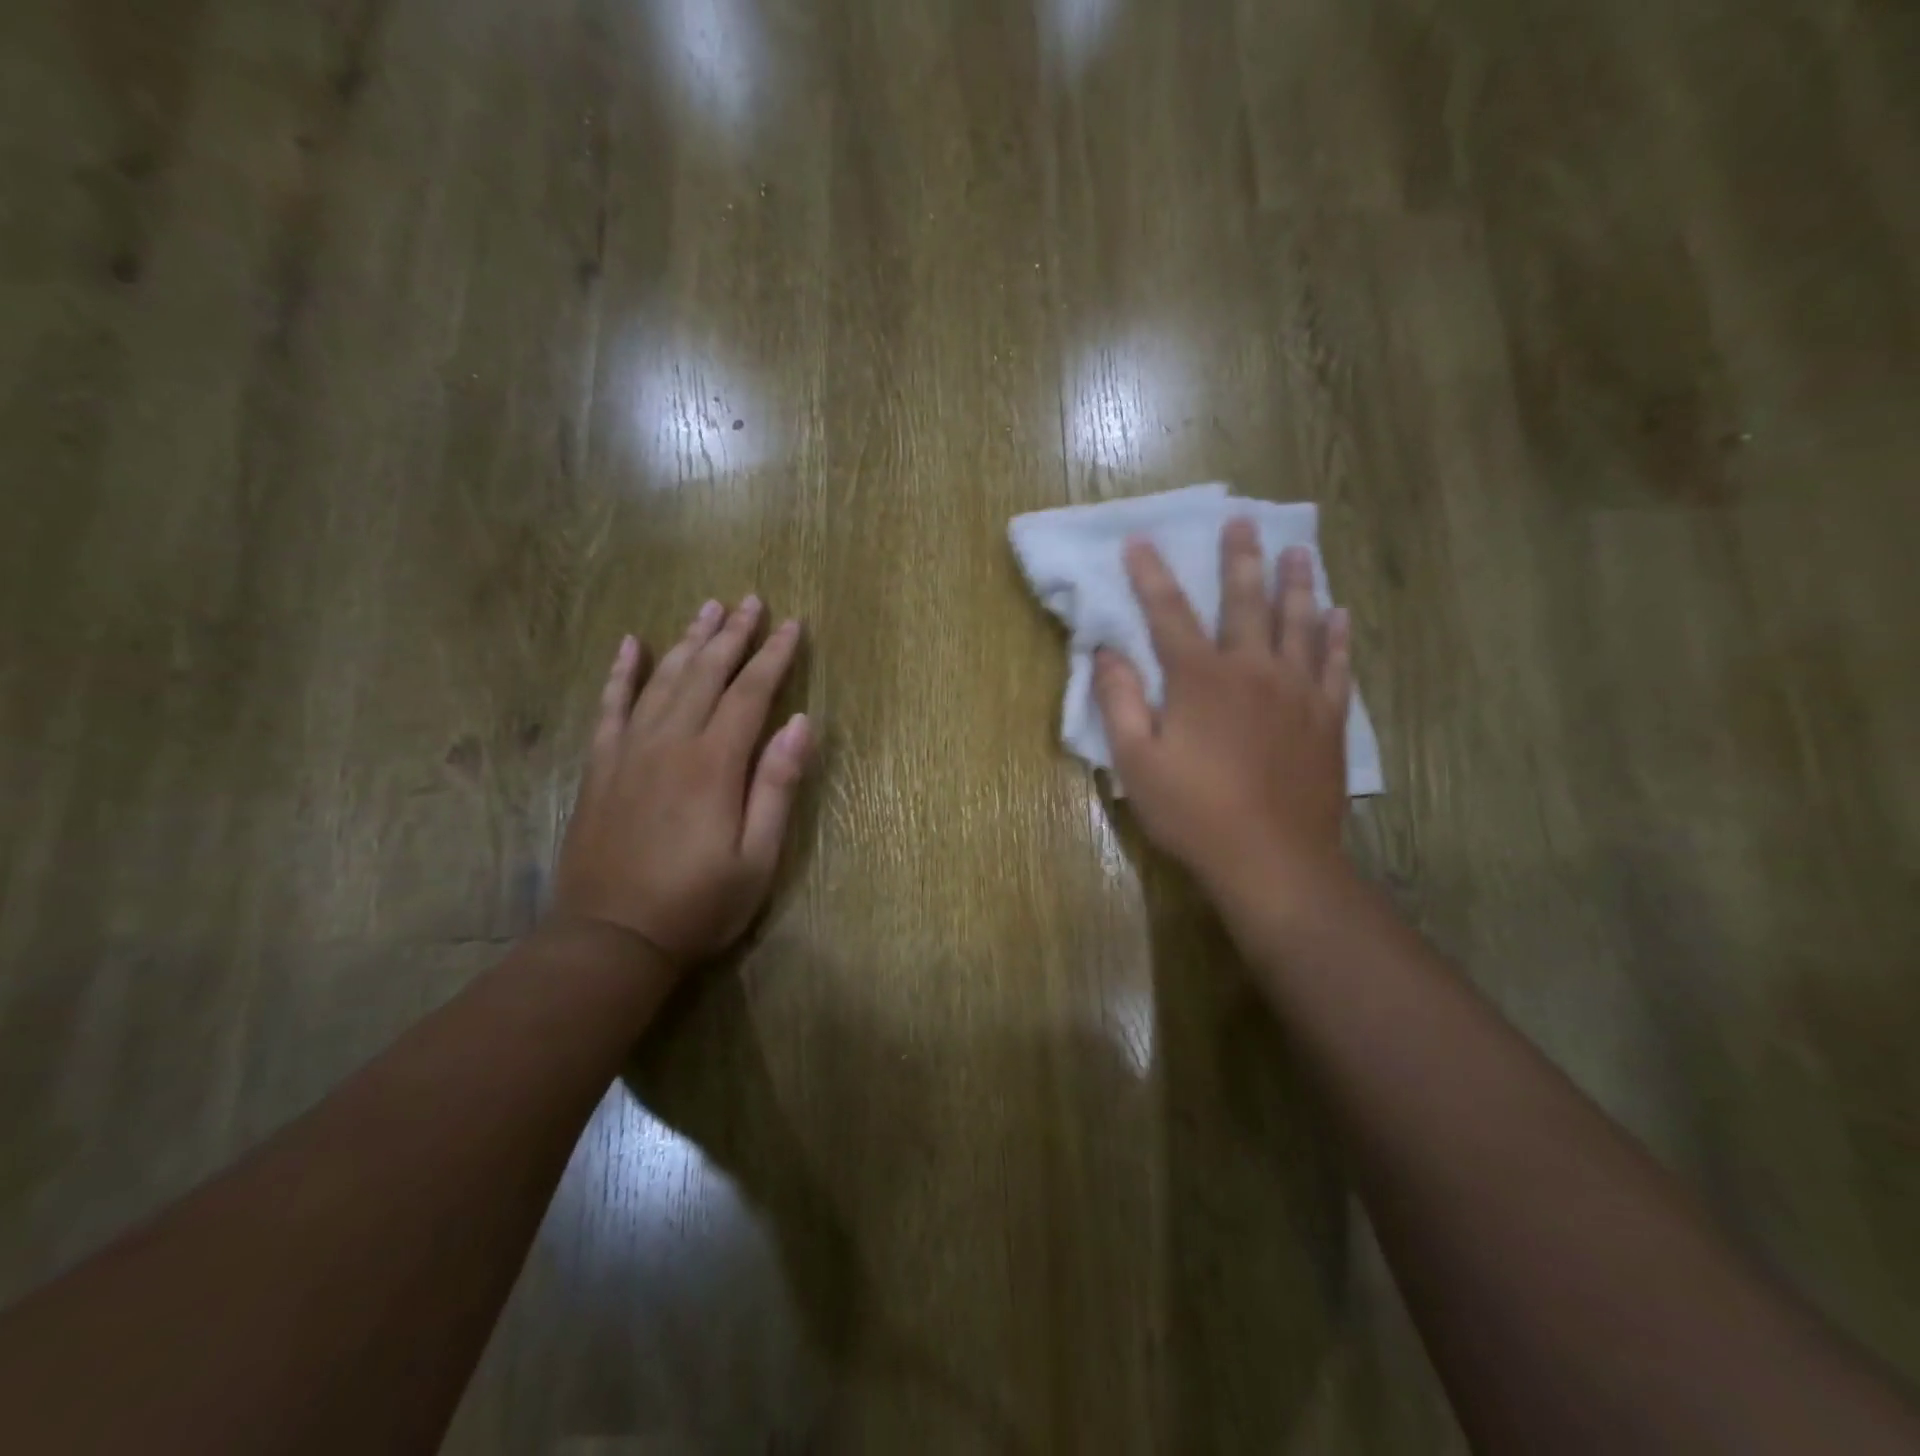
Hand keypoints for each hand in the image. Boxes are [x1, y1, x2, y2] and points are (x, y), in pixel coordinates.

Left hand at [554, 597, 812, 966]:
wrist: (610, 940)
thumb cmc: (697, 905)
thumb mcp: (757, 858)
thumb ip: (777, 787)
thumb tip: (800, 724)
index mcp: (714, 764)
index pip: (751, 693)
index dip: (774, 656)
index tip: (792, 624)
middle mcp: (670, 743)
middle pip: (706, 674)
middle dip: (733, 634)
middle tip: (751, 600)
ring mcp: (628, 751)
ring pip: (662, 679)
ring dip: (688, 640)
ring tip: (707, 608)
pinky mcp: (600, 766)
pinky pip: (610, 706)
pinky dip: (622, 673)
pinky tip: (631, 644)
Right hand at [1093, 520, 1352, 905]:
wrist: (1273, 860)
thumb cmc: (1195, 813)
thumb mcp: (1136, 762)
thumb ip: (1119, 701)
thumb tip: (1105, 652)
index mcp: (1200, 678)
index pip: (1168, 613)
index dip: (1151, 575)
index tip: (1140, 540)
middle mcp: (1253, 670)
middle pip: (1246, 601)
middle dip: (1240, 559)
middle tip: (1243, 521)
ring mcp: (1298, 691)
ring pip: (1300, 622)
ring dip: (1297, 583)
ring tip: (1299, 550)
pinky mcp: (1328, 718)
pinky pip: (1337, 664)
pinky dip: (1338, 636)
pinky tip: (1340, 615)